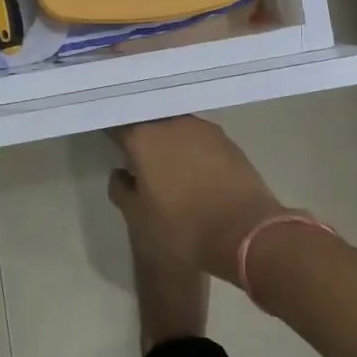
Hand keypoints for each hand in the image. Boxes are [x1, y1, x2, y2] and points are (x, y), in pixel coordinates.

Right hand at [108, 117, 286, 282]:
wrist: (246, 234)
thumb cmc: (183, 228)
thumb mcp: (138, 219)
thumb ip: (122, 190)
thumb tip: (122, 174)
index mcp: (143, 137)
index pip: (118, 125)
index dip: (111, 134)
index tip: (110, 145)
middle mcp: (172, 123)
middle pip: (149, 122)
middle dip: (142, 136)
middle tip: (137, 158)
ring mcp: (203, 129)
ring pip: (176, 128)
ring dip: (169, 142)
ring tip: (167, 166)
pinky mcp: (228, 141)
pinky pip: (199, 139)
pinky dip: (192, 149)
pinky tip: (194, 170)